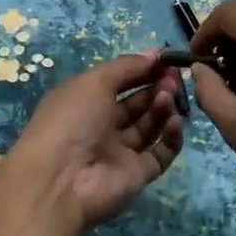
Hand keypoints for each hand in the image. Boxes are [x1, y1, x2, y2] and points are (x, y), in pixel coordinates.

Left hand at [8, 52, 186, 232]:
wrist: (60, 182)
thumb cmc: (72, 120)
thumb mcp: (95, 81)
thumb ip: (128, 66)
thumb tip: (156, 53)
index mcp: (86, 102)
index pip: (120, 82)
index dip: (142, 70)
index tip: (166, 60)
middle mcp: (103, 126)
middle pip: (138, 104)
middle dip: (156, 87)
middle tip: (174, 77)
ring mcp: (121, 152)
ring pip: (150, 126)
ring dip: (163, 107)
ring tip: (169, 96)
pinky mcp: (138, 174)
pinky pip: (161, 152)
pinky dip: (171, 136)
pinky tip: (175, 121)